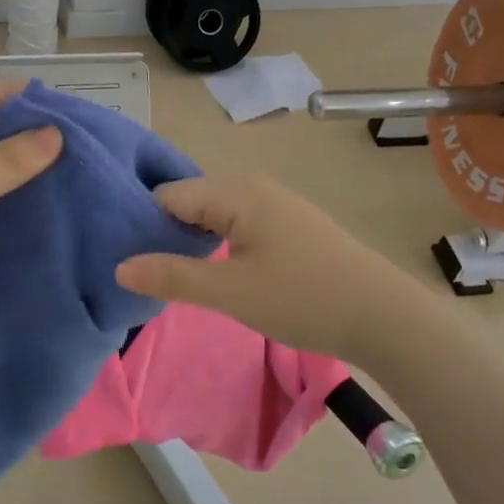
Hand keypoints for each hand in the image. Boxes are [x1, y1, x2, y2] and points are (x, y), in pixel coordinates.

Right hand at [116, 173, 415, 363]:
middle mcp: (251, 186)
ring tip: (170, 276)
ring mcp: (273, 204)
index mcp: (235, 191)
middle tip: (143, 273)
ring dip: (190, 242)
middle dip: (163, 233)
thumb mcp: (230, 291)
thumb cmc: (302, 298)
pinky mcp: (287, 225)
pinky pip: (235, 224)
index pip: (167, 196)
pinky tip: (212, 271)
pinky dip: (216, 245)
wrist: (384, 317)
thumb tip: (119, 267)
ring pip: (212, 215)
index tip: (122, 258)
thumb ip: (172, 277)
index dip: (140, 225)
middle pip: (188, 201)